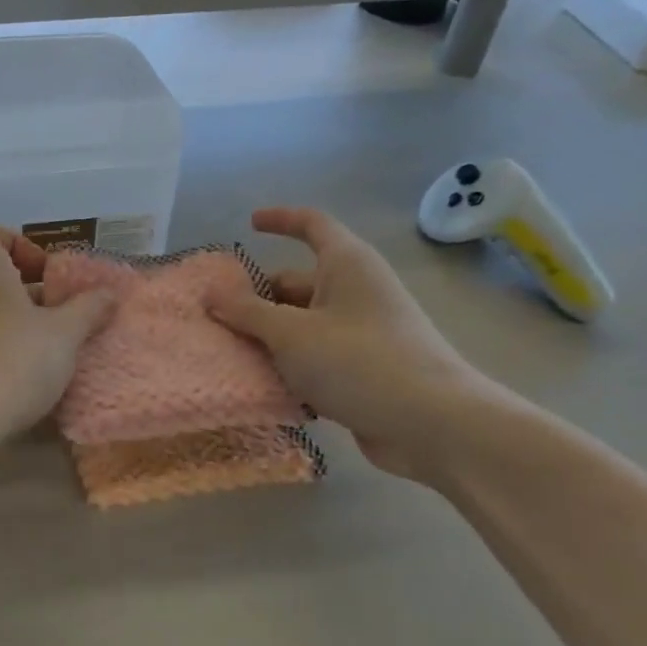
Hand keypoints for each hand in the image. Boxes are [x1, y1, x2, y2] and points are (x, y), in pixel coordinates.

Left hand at [0, 222, 114, 445]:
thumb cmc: (13, 359)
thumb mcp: (64, 333)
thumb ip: (88, 308)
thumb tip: (108, 292)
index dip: (19, 245)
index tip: (47, 275)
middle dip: (24, 288)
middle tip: (57, 313)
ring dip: (11, 319)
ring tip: (46, 346)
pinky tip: (20, 374)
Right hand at [205, 207, 498, 481]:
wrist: (434, 425)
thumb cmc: (359, 361)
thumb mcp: (290, 334)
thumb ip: (247, 312)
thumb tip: (213, 293)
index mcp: (346, 264)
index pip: (312, 224)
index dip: (280, 220)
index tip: (250, 224)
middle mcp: (356, 290)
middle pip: (298, 281)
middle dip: (258, 297)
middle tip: (217, 316)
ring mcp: (363, 331)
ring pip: (303, 323)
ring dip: (269, 336)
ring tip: (228, 353)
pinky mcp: (365, 369)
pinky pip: (317, 355)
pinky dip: (290, 364)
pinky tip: (261, 384)